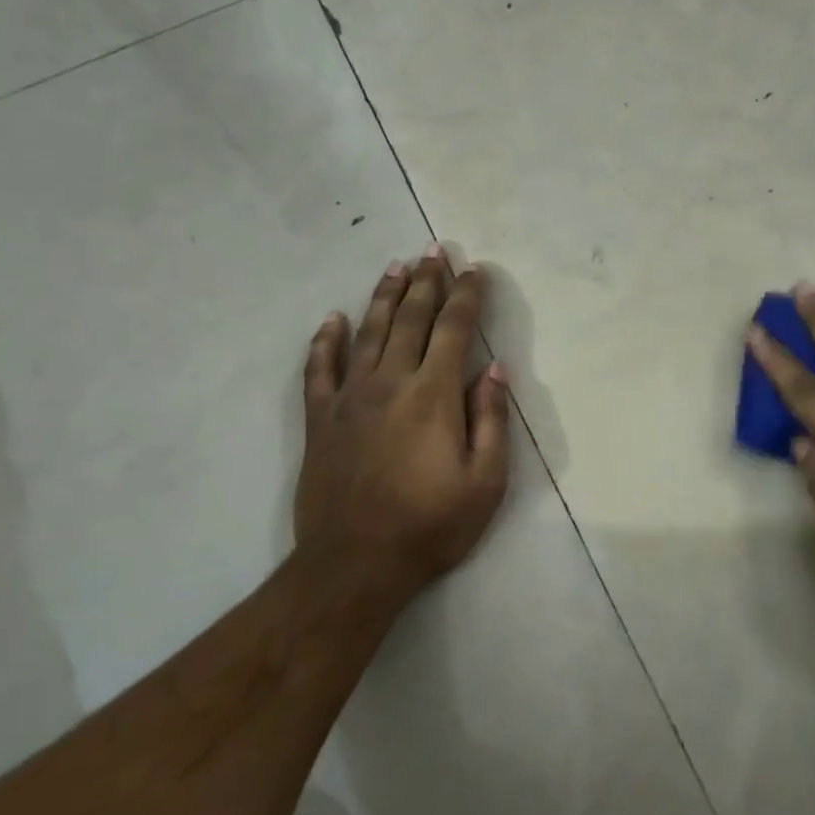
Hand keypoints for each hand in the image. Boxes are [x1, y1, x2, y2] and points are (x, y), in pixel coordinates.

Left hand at [294, 247, 511, 613]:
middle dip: (427, 282)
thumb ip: (490, 421)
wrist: (355, 564)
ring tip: (395, 267)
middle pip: (410, 319)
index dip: (467, 296)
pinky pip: (319, 369)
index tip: (475, 270)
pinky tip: (331, 319)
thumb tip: (495, 371)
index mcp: (433, 395)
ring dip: (383, 296)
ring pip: (367, 332)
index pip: (454, 329)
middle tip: (434, 250)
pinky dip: (325, 341)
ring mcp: (350, 398)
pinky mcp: (320, 420)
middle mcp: (390, 383)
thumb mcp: (484, 482)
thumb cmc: (430, 526)